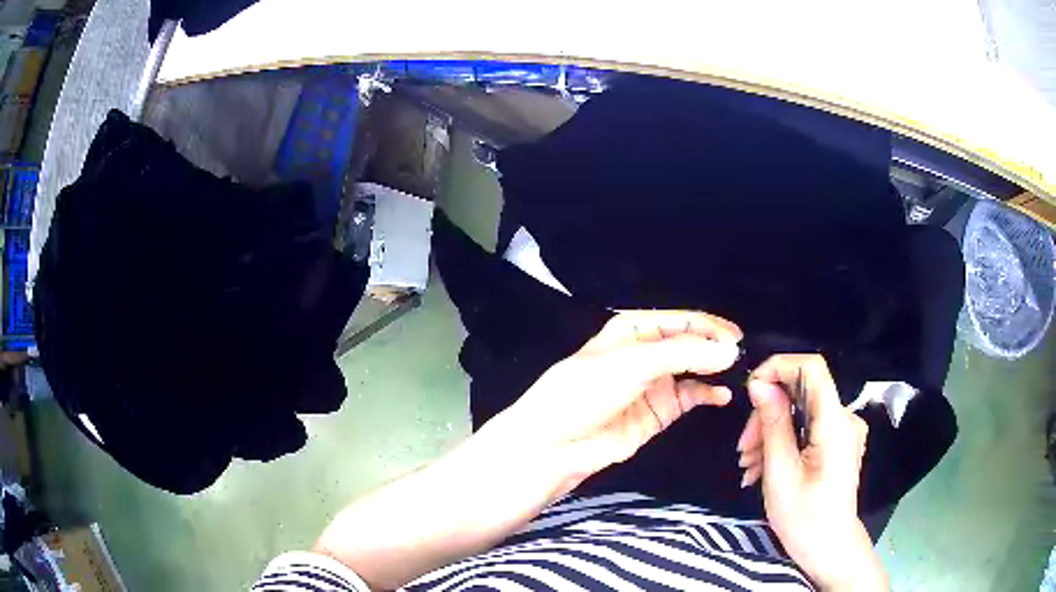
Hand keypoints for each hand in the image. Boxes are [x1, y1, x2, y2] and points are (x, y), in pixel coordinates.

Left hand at [482, 310, 741, 490]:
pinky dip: (708, 394)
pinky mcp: (658, 412)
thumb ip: (683, 355)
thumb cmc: (586, 392)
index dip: (709, 326)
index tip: (735, 339)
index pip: (681, 320)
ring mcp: (653, 383)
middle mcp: (646, 352)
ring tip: (737, 373)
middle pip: (690, 343)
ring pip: (693, 369)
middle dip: (715, 347)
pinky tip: (722, 395)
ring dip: (714, 369)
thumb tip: (730, 351)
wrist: (555, 444)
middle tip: (741, 356)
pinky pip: (690, 397)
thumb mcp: (632, 363)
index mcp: (633, 329)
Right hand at [737, 354, 887, 590]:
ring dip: (771, 433)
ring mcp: (843, 431)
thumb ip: (773, 424)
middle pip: (802, 392)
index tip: (751, 390)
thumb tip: (759, 384)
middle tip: (743, 449)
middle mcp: (844, 419)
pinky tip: (764, 468)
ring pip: (801, 412)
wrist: (829, 549)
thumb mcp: (780, 473)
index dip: (779, 367)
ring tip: (749, 466)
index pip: (812, 367)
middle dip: (768, 413)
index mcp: (835, 423)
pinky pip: (807, 428)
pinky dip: (784, 442)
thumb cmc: (804, 518)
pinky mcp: (837, 443)